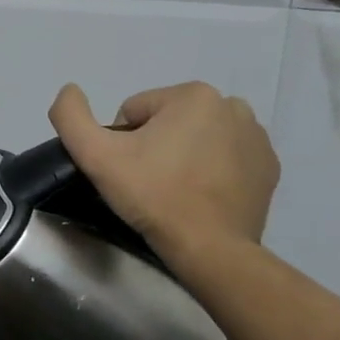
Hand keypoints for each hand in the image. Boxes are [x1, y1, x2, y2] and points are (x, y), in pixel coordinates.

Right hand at [48, 81, 278, 259]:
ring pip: (197, 137)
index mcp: (193, 95)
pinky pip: (225, 157)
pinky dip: (211, 170)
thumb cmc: (152, 195)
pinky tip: (200, 195)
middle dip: (154, 145)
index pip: (136, 111)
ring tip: (174, 189)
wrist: (209, 248)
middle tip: (148, 181)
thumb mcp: (95, 155)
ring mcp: (256, 138)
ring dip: (182, 155)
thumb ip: (70, 116)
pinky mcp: (269, 168)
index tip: (128, 170)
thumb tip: (70, 90)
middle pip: (168, 120)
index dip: (122, 141)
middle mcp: (232, 106)